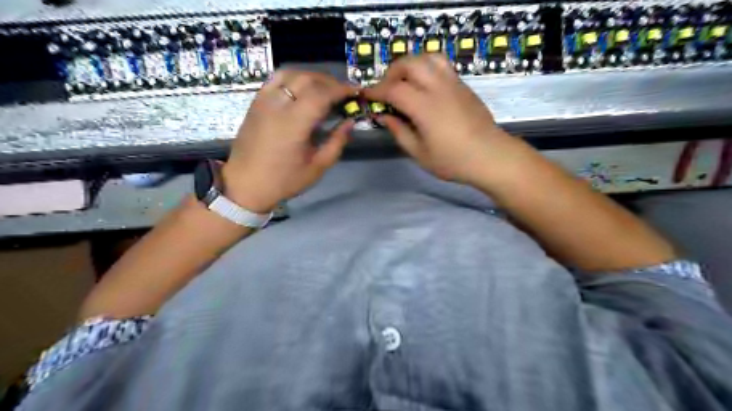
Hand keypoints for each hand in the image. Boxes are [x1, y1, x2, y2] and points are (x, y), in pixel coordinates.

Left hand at [224, 69, 358, 212]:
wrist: (245, 184)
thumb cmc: (284, 180)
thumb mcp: (317, 167)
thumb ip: (337, 142)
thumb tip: (350, 122)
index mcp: (294, 123)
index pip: (321, 94)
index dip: (341, 90)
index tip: (355, 92)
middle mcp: (278, 105)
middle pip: (307, 79)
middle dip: (329, 82)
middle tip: (343, 93)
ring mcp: (264, 100)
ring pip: (291, 73)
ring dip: (311, 77)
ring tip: (323, 89)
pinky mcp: (255, 102)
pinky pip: (276, 79)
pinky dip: (293, 78)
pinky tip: (301, 90)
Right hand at [359, 53, 520, 184]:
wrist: (491, 156)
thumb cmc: (453, 161)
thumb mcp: (419, 153)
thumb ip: (398, 131)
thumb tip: (383, 116)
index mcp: (425, 107)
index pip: (393, 89)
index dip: (376, 91)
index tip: (366, 96)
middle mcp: (438, 88)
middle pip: (409, 63)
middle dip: (391, 72)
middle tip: (386, 90)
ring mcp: (453, 83)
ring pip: (427, 57)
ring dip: (410, 65)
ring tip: (405, 82)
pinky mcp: (463, 84)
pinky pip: (441, 64)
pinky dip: (426, 67)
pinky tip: (424, 85)